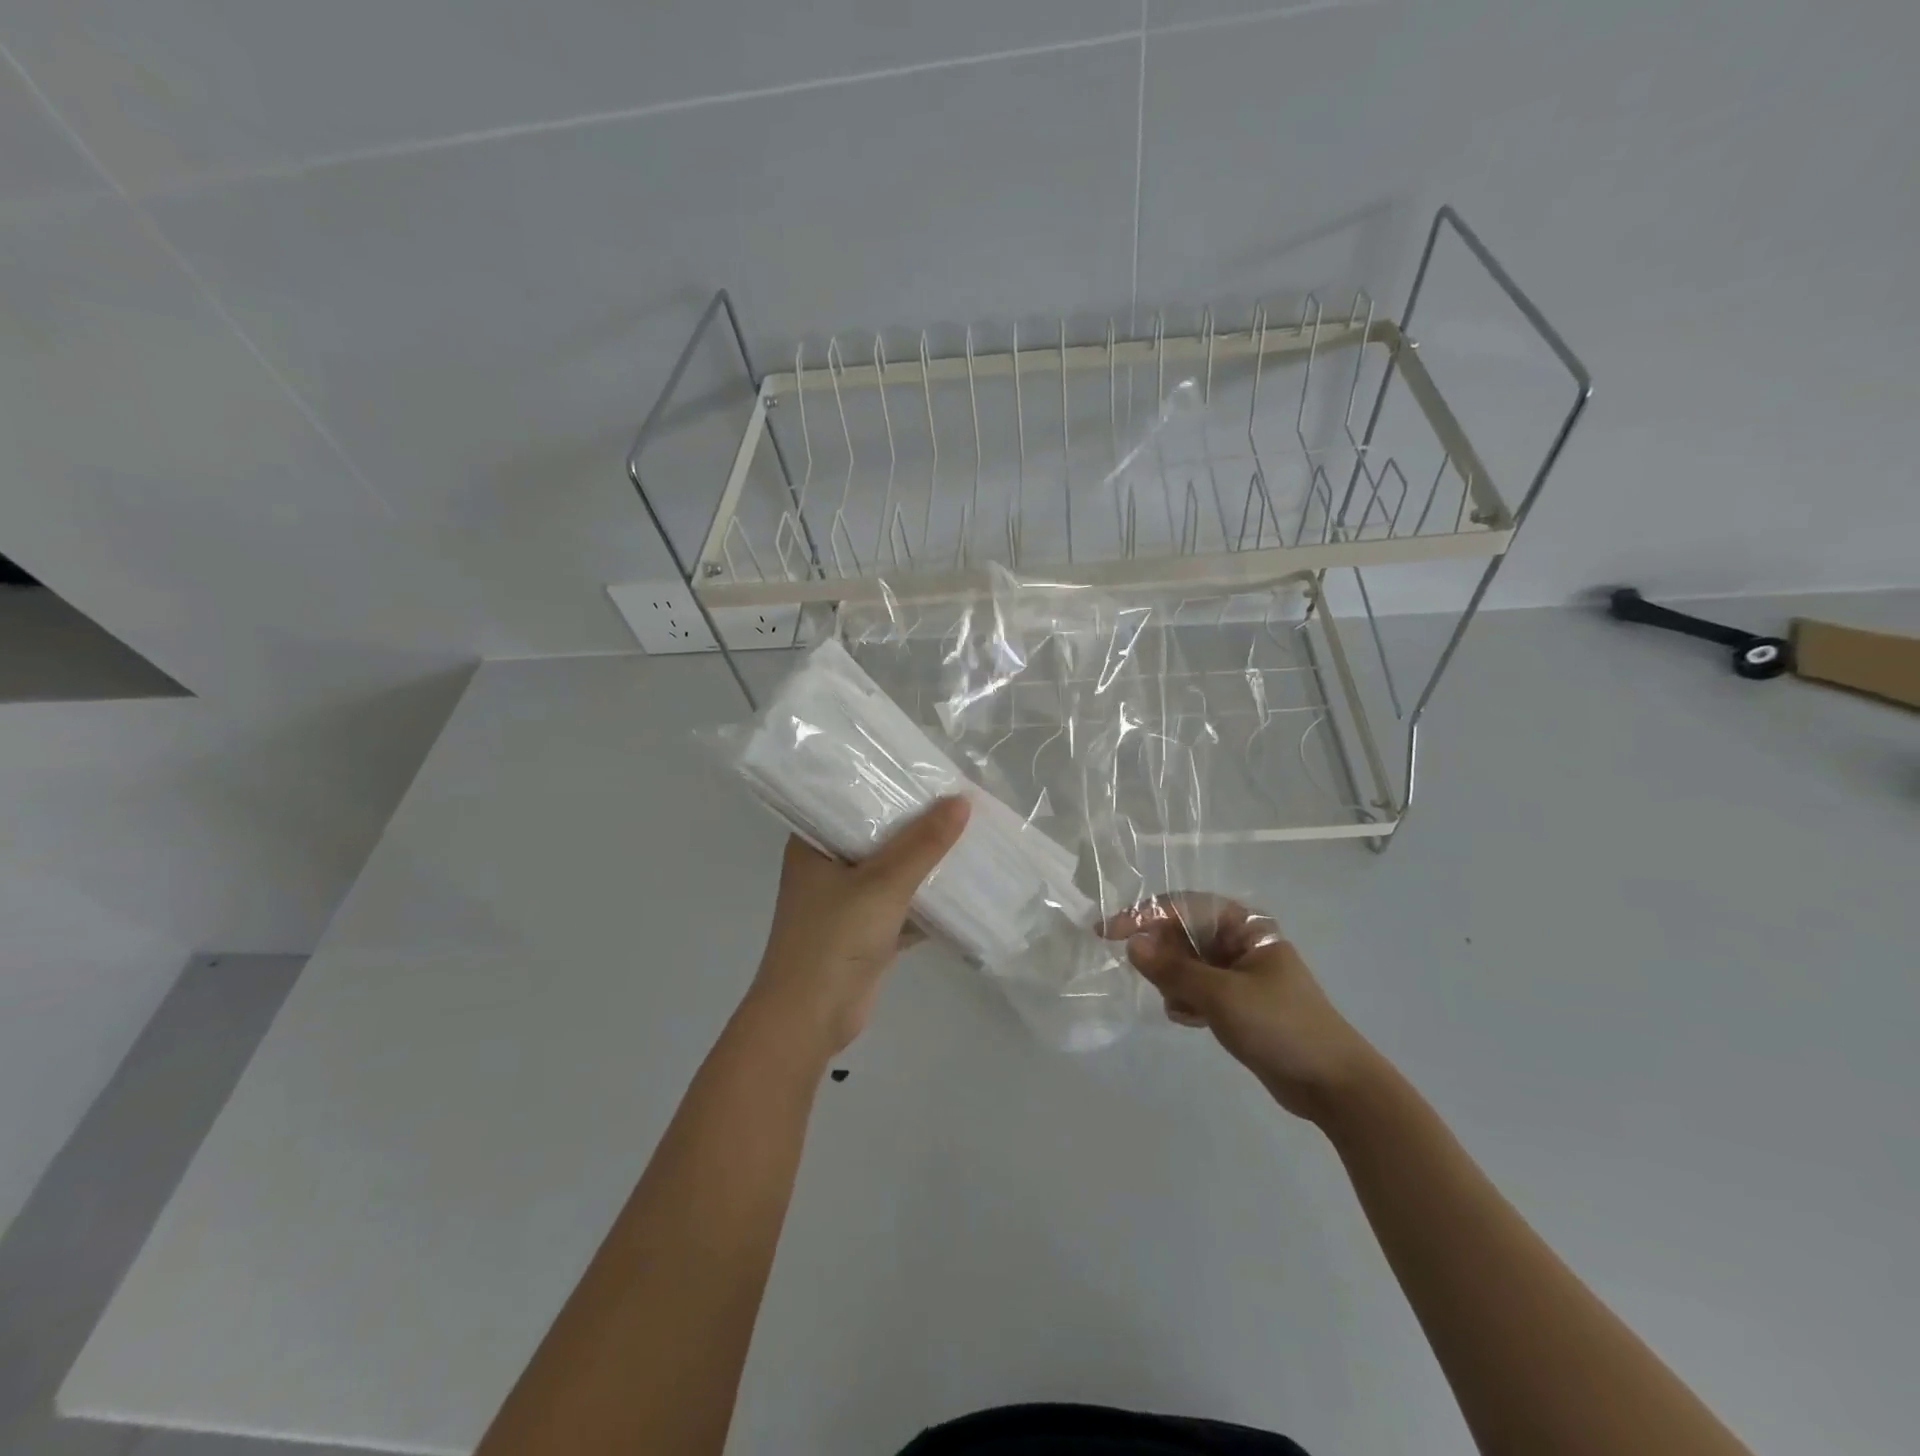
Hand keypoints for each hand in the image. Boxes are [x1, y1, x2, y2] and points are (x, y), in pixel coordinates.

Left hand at [744, 797, 970, 1059]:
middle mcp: (828, 865)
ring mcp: (847, 900)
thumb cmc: (834, 938)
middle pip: (878, 834)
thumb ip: (924, 843)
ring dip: (926, 861)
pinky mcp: (866, 930)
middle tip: (959, 797)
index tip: (927, 768)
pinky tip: (963, 883)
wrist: (810, 1020)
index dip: (887, 782)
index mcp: (814, 843)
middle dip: (917, 823)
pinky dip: (928, 898)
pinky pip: (903, 904)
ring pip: (893, 870)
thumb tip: (962, 800)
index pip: (851, 798)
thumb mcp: (883, 883)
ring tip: (968, 832)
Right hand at [1109, 894, 1383, 1122]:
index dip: (1143, 915)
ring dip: (1175, 983)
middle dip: (1162, 956)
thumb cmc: (1280, 1026)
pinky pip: (1196, 990)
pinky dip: (1187, 1002)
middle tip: (1151, 982)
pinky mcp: (1237, 1003)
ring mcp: (1238, 974)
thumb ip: (1173, 969)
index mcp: (1244, 927)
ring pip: (1186, 965)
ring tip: (1183, 1008)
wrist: (1333, 1085)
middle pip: (1182, 934)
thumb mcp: (1221, 996)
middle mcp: (1239, 943)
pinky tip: (1192, 1021)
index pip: (1182, 907)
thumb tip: (1131, 944)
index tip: (1107, 932)